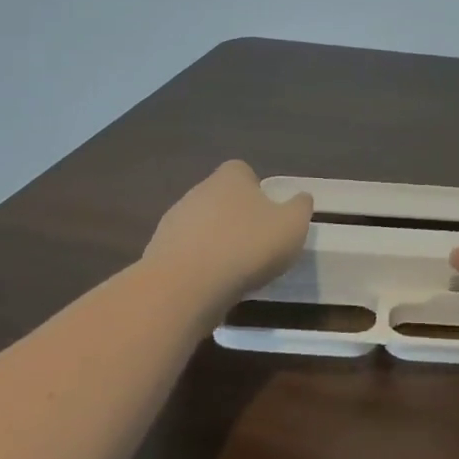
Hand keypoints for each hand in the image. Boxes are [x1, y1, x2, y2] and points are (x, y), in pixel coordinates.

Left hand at [142, 160, 312, 301]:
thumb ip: (300, 207)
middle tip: (256, 244)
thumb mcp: (292, 225)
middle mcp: (198, 191)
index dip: (257, 189)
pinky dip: (198, 265)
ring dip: (216, 242)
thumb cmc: (246, 247)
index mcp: (230, 178)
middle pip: (221, 198)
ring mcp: (173, 222)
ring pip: (201, 226)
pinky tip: (211, 285)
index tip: (269, 213)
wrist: (184, 287)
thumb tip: (300, 199)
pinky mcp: (158, 253)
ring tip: (235, 270)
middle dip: (236, 217)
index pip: (242, 171)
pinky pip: (186, 253)